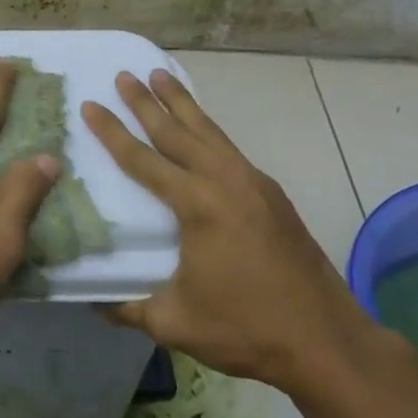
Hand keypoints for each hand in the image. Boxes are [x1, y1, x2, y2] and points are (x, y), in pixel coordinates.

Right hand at [82, 70, 378, 397]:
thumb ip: (129, 308)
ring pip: (209, 131)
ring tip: (160, 75)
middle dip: (147, 102)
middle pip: (177, 131)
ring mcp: (253, 184)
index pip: (142, 159)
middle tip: (124, 75)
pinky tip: (201, 129)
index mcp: (197, 205)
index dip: (112, 132)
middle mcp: (224, 182)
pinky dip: (207, 128)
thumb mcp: (175, 323)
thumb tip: (93, 300)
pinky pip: (228, 147)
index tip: (90, 104)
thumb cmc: (247, 328)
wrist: (328, 342)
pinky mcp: (271, 194)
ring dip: (182, 103)